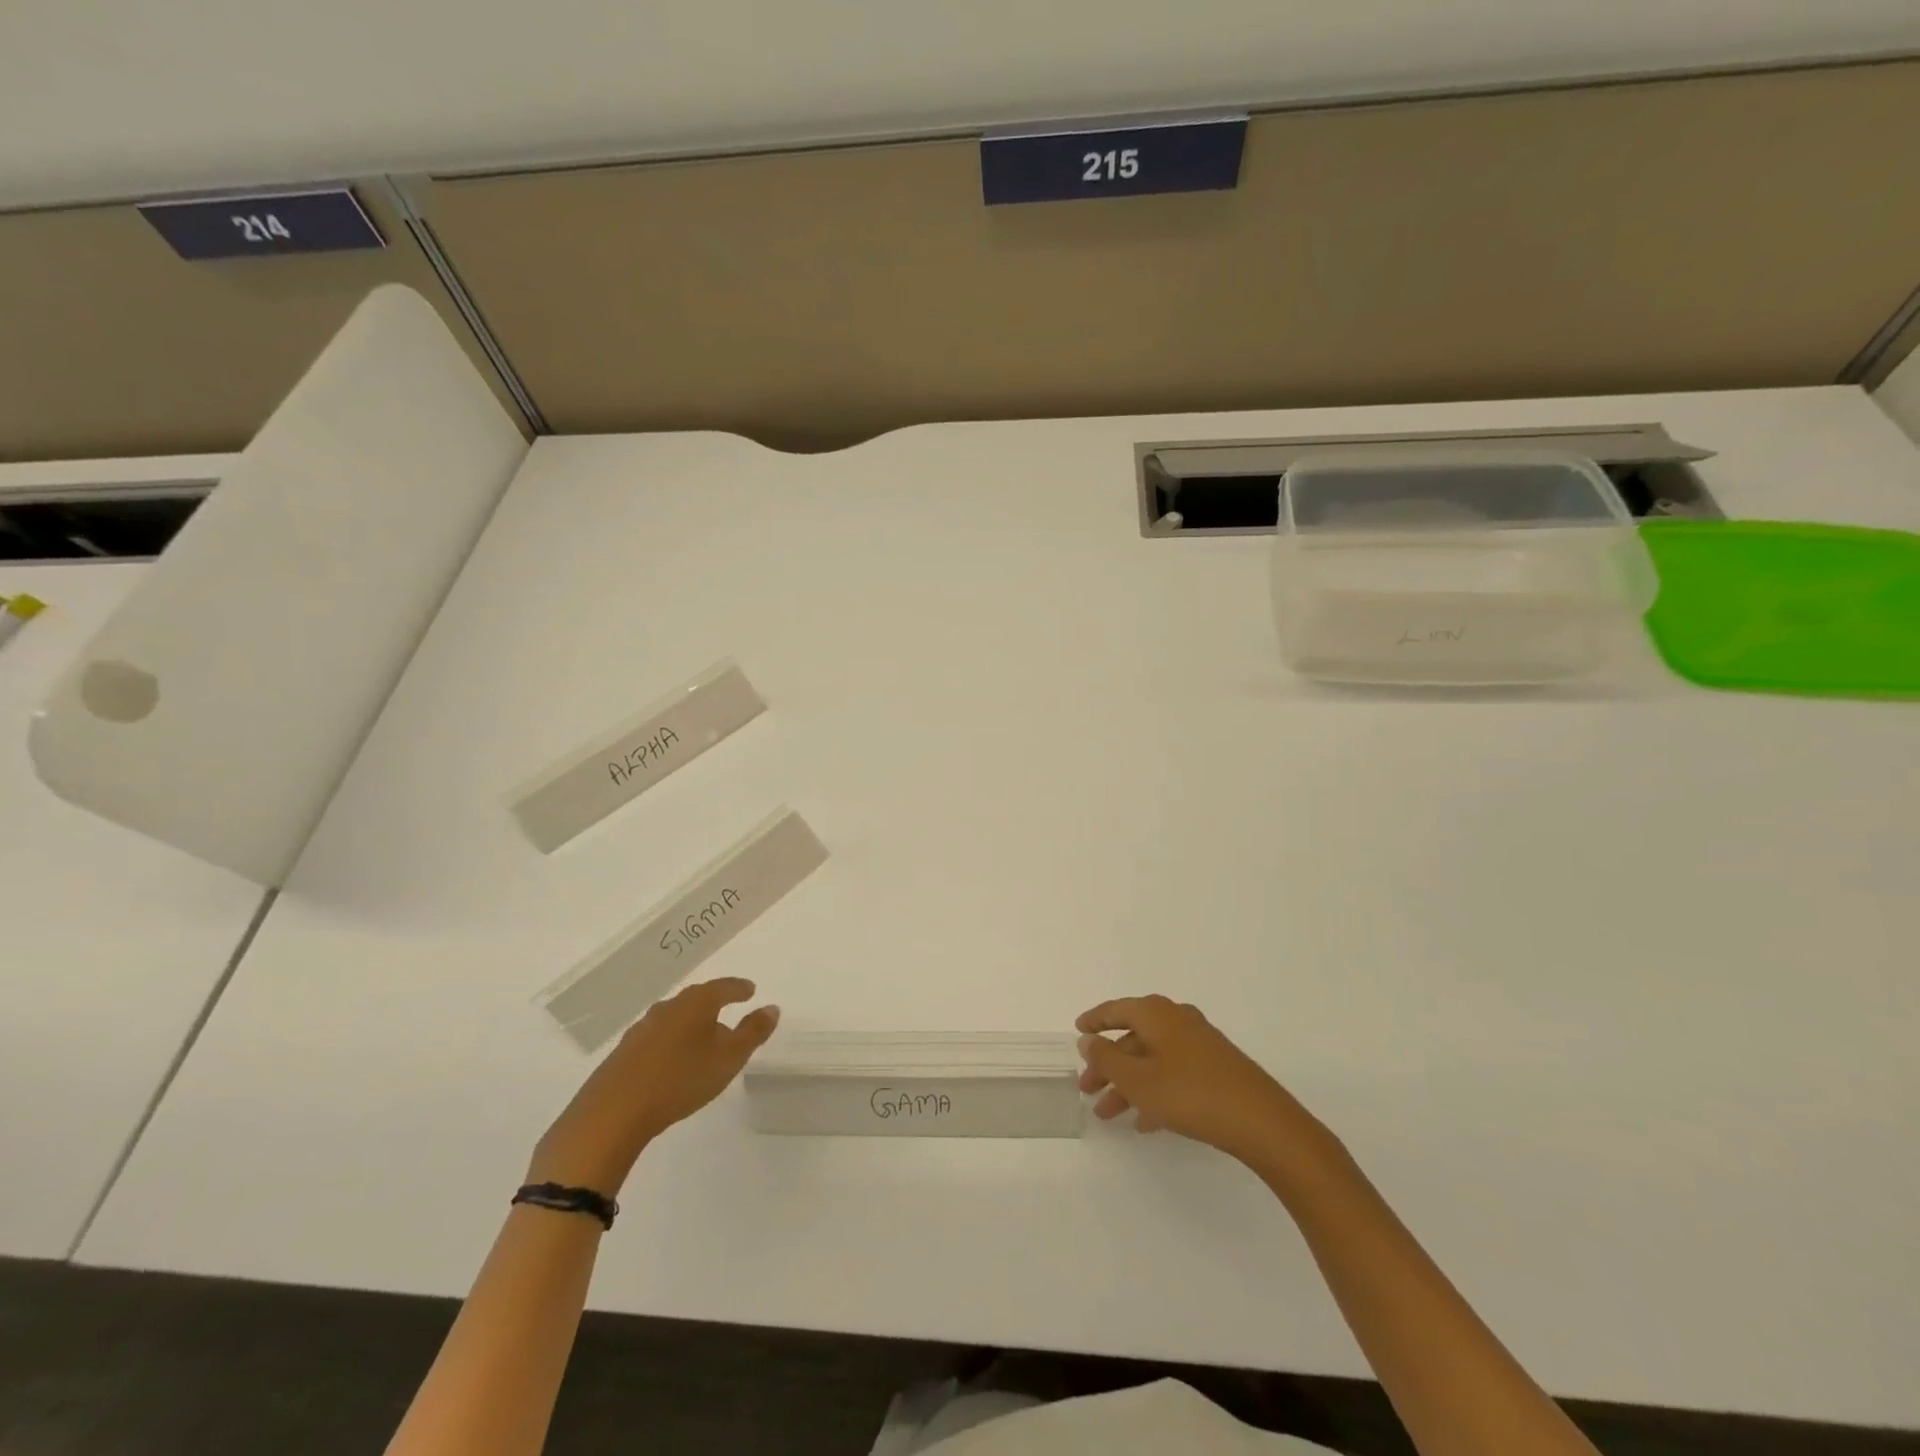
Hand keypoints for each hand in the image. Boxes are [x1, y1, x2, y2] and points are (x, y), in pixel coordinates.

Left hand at [529, 978, 778, 1192]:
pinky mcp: (624, 1053)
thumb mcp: (729, 1058)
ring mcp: (642, 1029)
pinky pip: (656, 1038)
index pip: (723, 987)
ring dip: (690, 1024)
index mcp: (696, 1003)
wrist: (613, 1113)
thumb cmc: (681, 1079)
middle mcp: (668, 1008)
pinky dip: (671, 1042)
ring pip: (674, 1018)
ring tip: (702, 1038)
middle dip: (713, 1004)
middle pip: (696, 999)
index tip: (750, 990)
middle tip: (728, 1012)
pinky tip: (672, 1060)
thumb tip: (772, 1008)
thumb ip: (753, 1032)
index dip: (739, 988)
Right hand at [1077, 995, 1332, 1168]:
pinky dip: (1154, 1091)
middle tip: (1087, 1090)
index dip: (1094, 1021)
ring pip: (1152, 1059)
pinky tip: (1146, 1123)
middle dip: (1108, 1064)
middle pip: (1133, 1038)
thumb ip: (1107, 1059)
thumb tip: (1088, 1040)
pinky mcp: (1216, 1068)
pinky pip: (1173, 1073)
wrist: (1262, 1122)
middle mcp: (1177, 1020)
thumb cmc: (1191, 1094)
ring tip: (1110, 1115)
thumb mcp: (1138, 1080)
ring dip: (1129, 1084)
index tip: (1077, 1031)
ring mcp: (1200, 1044)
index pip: (1116, 1010)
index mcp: (1156, 1014)